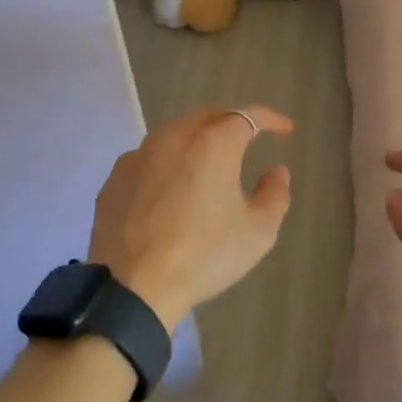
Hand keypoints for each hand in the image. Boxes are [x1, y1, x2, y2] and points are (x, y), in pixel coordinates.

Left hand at [89, 106, 293, 327]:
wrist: (134, 286)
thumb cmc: (203, 256)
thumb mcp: (257, 233)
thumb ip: (274, 195)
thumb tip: (276, 171)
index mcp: (213, 144)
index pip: (248, 116)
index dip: (271, 119)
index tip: (285, 130)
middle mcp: (174, 137)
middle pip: (208, 116)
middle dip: (231, 122)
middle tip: (246, 140)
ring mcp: (139, 155)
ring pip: (174, 132)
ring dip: (196, 138)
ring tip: (208, 160)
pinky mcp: (116, 177)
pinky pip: (148, 157)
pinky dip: (166, 162)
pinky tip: (169, 185)